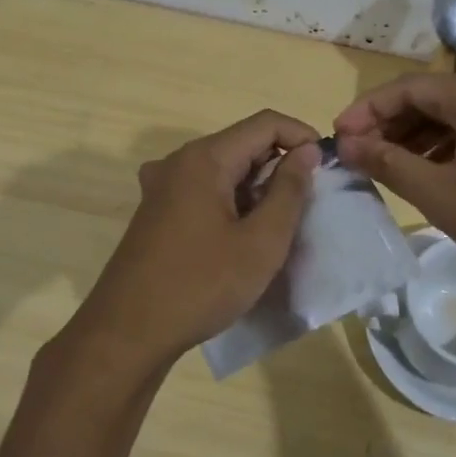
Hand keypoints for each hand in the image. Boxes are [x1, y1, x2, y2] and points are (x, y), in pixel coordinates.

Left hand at [66, 111, 321, 374]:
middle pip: (243, 143)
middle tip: (307, 205)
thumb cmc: (201, 285)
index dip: (302, 137)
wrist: (128, 332)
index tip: (327, 169)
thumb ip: (289, 191)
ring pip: (224, 169)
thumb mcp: (261, 242)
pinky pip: (204, 190)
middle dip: (281, 165)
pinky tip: (242, 237)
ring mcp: (162, 186)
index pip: (265, 123)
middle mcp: (179, 161)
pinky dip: (232, 202)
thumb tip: (306, 151)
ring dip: (257, 187)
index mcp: (204, 158)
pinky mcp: (157, 211)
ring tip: (279, 226)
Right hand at [334, 72, 455, 295]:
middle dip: (389, 125)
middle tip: (357, 155)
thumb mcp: (441, 195)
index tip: (337, 137)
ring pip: (453, 117)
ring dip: (415, 139)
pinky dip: (446, 149)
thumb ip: (389, 163)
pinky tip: (428, 175)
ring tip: (385, 167)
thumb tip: (347, 144)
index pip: (406, 88)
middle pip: (430, 99)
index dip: (366, 110)